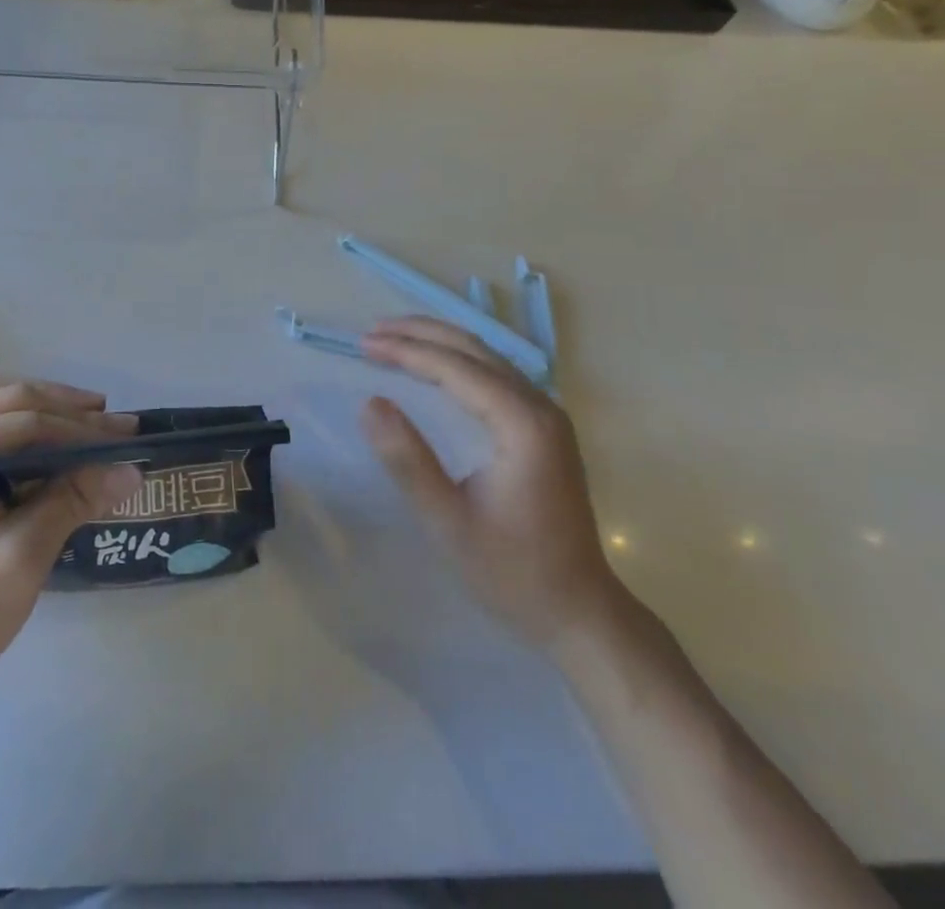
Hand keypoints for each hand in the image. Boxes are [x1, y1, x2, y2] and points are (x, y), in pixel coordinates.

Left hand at [0, 376, 140, 715]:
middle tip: (118, 425)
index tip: (129, 437)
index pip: (19, 421)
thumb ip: (71, 503)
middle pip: (5, 400)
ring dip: (46, 411)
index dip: (79, 428)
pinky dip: (25, 430)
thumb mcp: (17, 561)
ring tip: (93, 422)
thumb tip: (132, 470)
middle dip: (66, 409)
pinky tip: (54, 446)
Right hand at [360, 318, 620, 653]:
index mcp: (523, 424)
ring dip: (438, 342)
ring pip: (487, 357)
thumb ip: (408, 460)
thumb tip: (369, 403)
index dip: (407, 351)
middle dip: (420, 334)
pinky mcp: (544, 428)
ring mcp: (547, 415)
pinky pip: (495, 375)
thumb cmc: (512, 572)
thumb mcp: (448, 523)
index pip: (457, 368)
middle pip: (474, 349)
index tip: (364, 345)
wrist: (579, 612)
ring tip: (394, 339)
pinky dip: (457, 361)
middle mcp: (540, 407)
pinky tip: (432, 368)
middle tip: (372, 332)